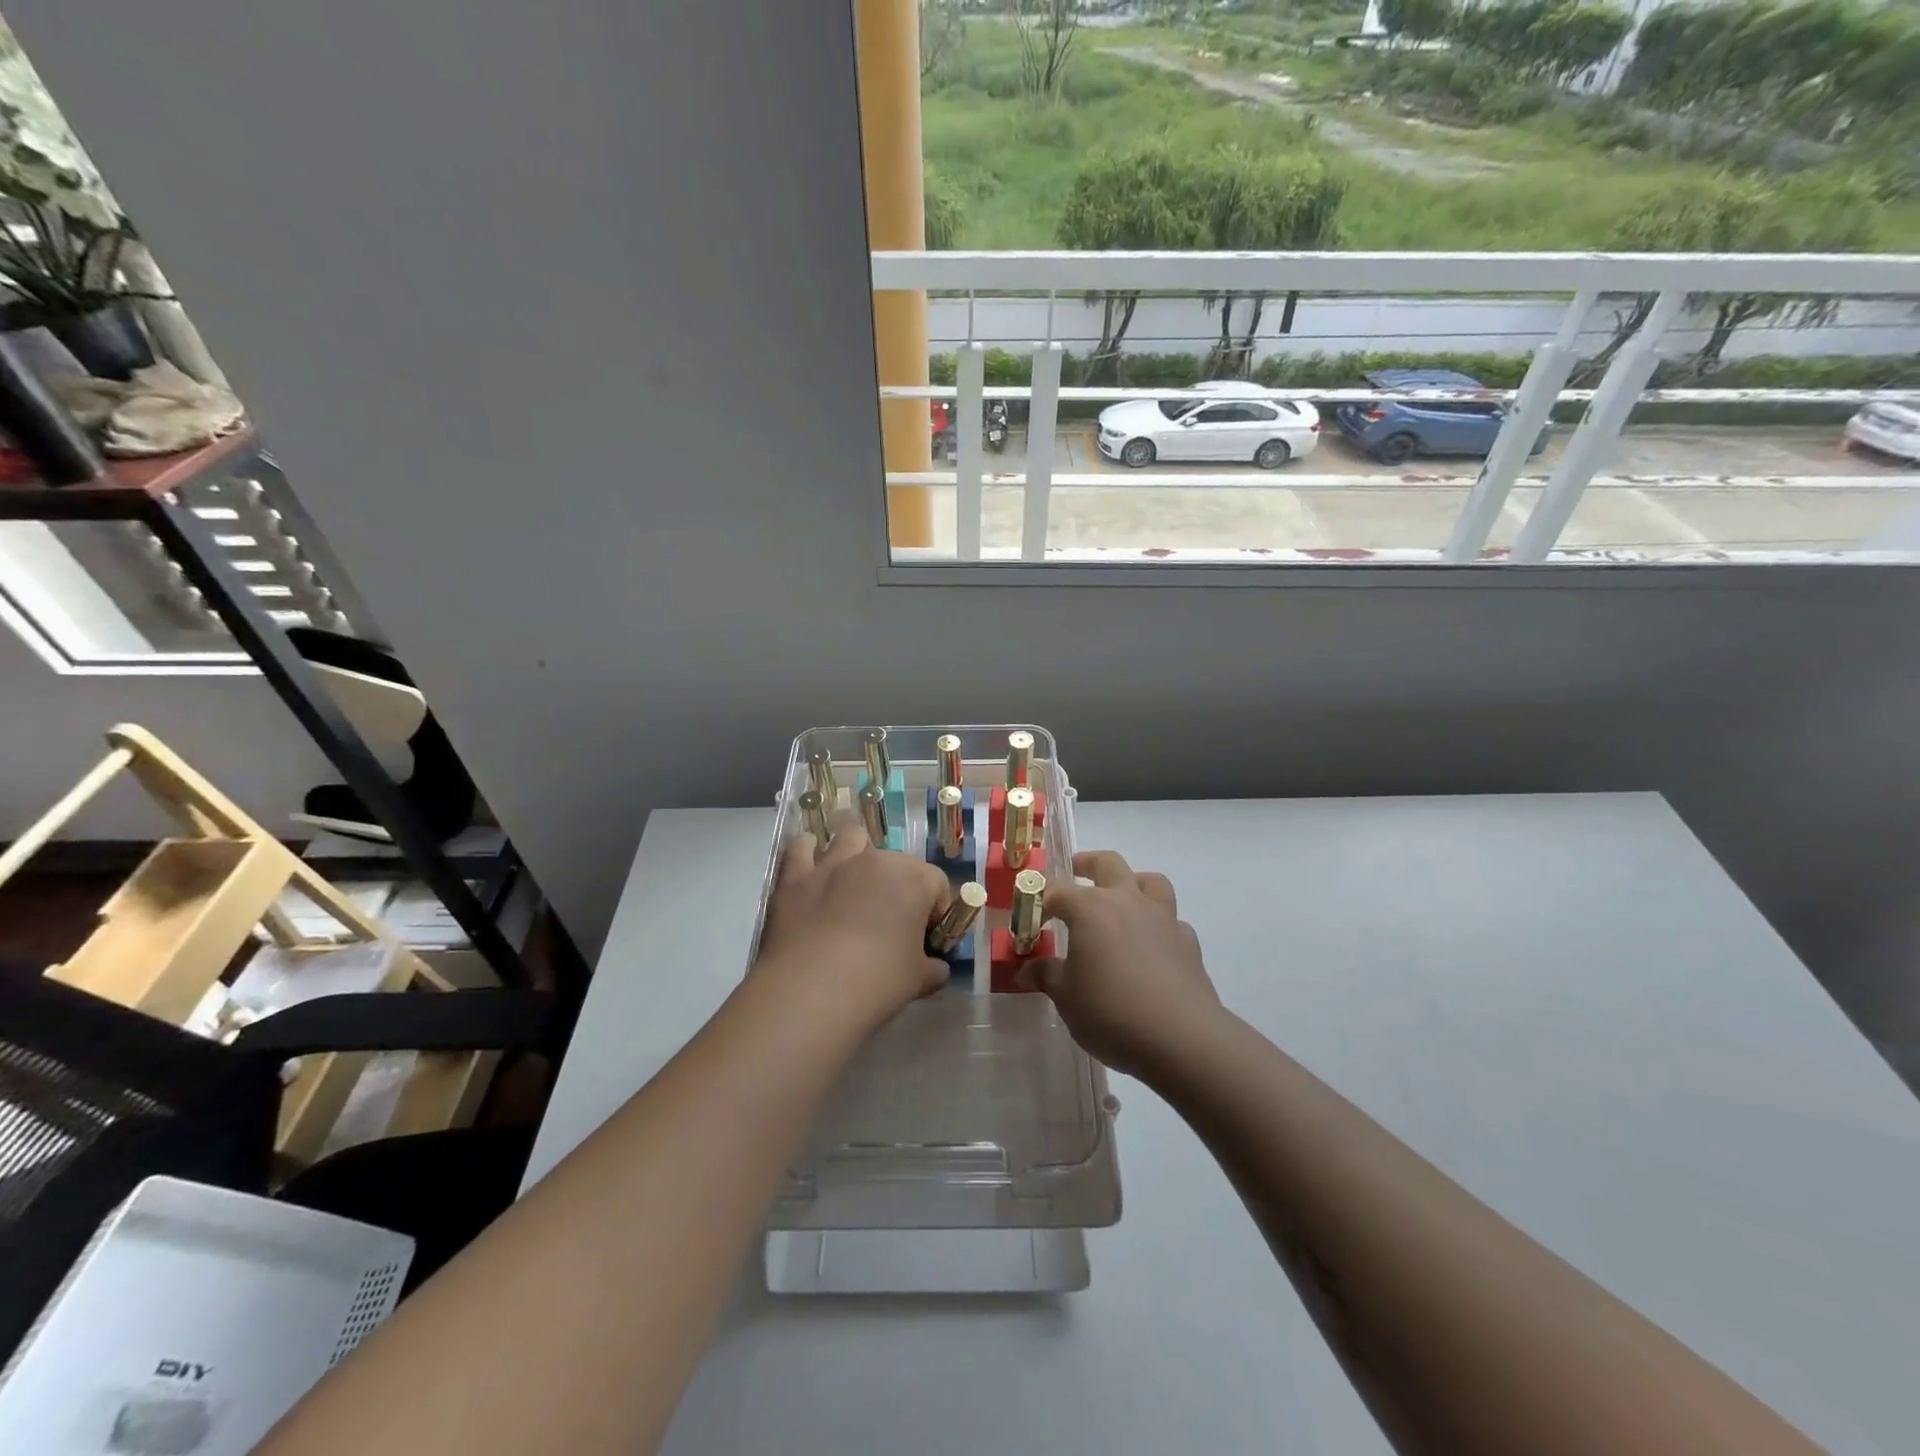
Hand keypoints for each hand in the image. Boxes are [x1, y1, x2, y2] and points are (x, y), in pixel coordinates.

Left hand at [754, 814, 953, 1026]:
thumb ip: (933, 968)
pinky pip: (802, 848)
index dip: (935, 911)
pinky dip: (808, 851)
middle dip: (899, 886)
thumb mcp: (919, 981)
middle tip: (890, 923)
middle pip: (897, 861)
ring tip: (854, 882)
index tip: (926, 938)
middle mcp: (875, 861)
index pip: (937, 884)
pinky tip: (811, 864)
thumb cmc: (876, 983)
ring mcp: (832, 864)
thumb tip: (935, 966)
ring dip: (857, 854)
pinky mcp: (796, 877)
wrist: (810, 993)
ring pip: (851, 838)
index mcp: (913, 881)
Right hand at [1017, 850, 1224, 1079]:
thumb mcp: (1066, 996)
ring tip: (1121, 898)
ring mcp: (1162, 918)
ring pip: (1150, 881)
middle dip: (1087, 864)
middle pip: (1108, 864)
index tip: (1032, 918)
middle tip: (1075, 871)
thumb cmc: (1110, 1011)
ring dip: (1133, 882)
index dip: (1041, 901)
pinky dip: (1158, 924)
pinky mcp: (1187, 941)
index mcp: (1090, 908)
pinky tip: (1152, 945)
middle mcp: (1127, 901)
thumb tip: (1025, 970)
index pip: (1058, 891)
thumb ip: (1046, 975)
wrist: (1180, 1037)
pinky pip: (1171, 920)